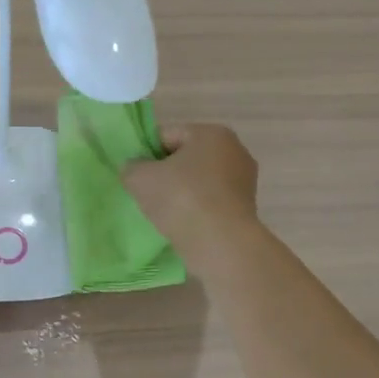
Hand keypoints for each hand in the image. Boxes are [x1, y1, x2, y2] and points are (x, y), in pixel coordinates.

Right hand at [123, 123, 261, 271]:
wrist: (221, 244)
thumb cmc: (181, 199)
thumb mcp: (140, 178)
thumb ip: (132, 167)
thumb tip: (135, 169)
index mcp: (211, 133)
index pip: (168, 135)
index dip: (146, 154)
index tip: (136, 175)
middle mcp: (235, 150)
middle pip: (186, 158)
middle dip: (166, 173)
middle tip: (146, 194)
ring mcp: (244, 180)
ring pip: (199, 181)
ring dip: (181, 193)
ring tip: (164, 213)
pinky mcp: (247, 208)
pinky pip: (211, 201)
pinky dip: (196, 209)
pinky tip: (183, 224)